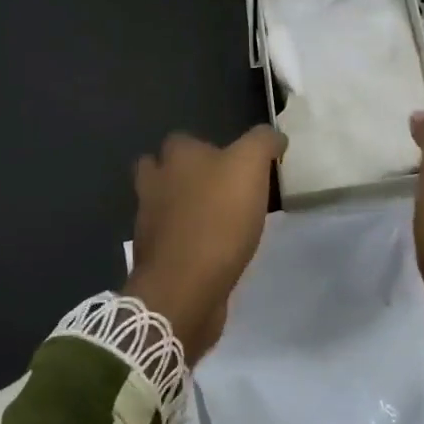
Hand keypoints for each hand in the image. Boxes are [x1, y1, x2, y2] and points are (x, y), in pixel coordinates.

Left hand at [123, 125, 283, 360]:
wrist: (186, 287)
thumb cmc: (219, 218)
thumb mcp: (250, 166)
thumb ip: (263, 142)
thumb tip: (274, 136)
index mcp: (176, 158)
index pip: (183, 139)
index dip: (205, 146)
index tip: (232, 161)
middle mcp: (155, 185)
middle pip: (160, 170)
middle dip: (181, 175)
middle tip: (217, 187)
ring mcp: (149, 224)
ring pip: (162, 206)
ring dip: (182, 210)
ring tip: (217, 220)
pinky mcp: (155, 259)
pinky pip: (169, 241)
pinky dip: (185, 242)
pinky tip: (210, 250)